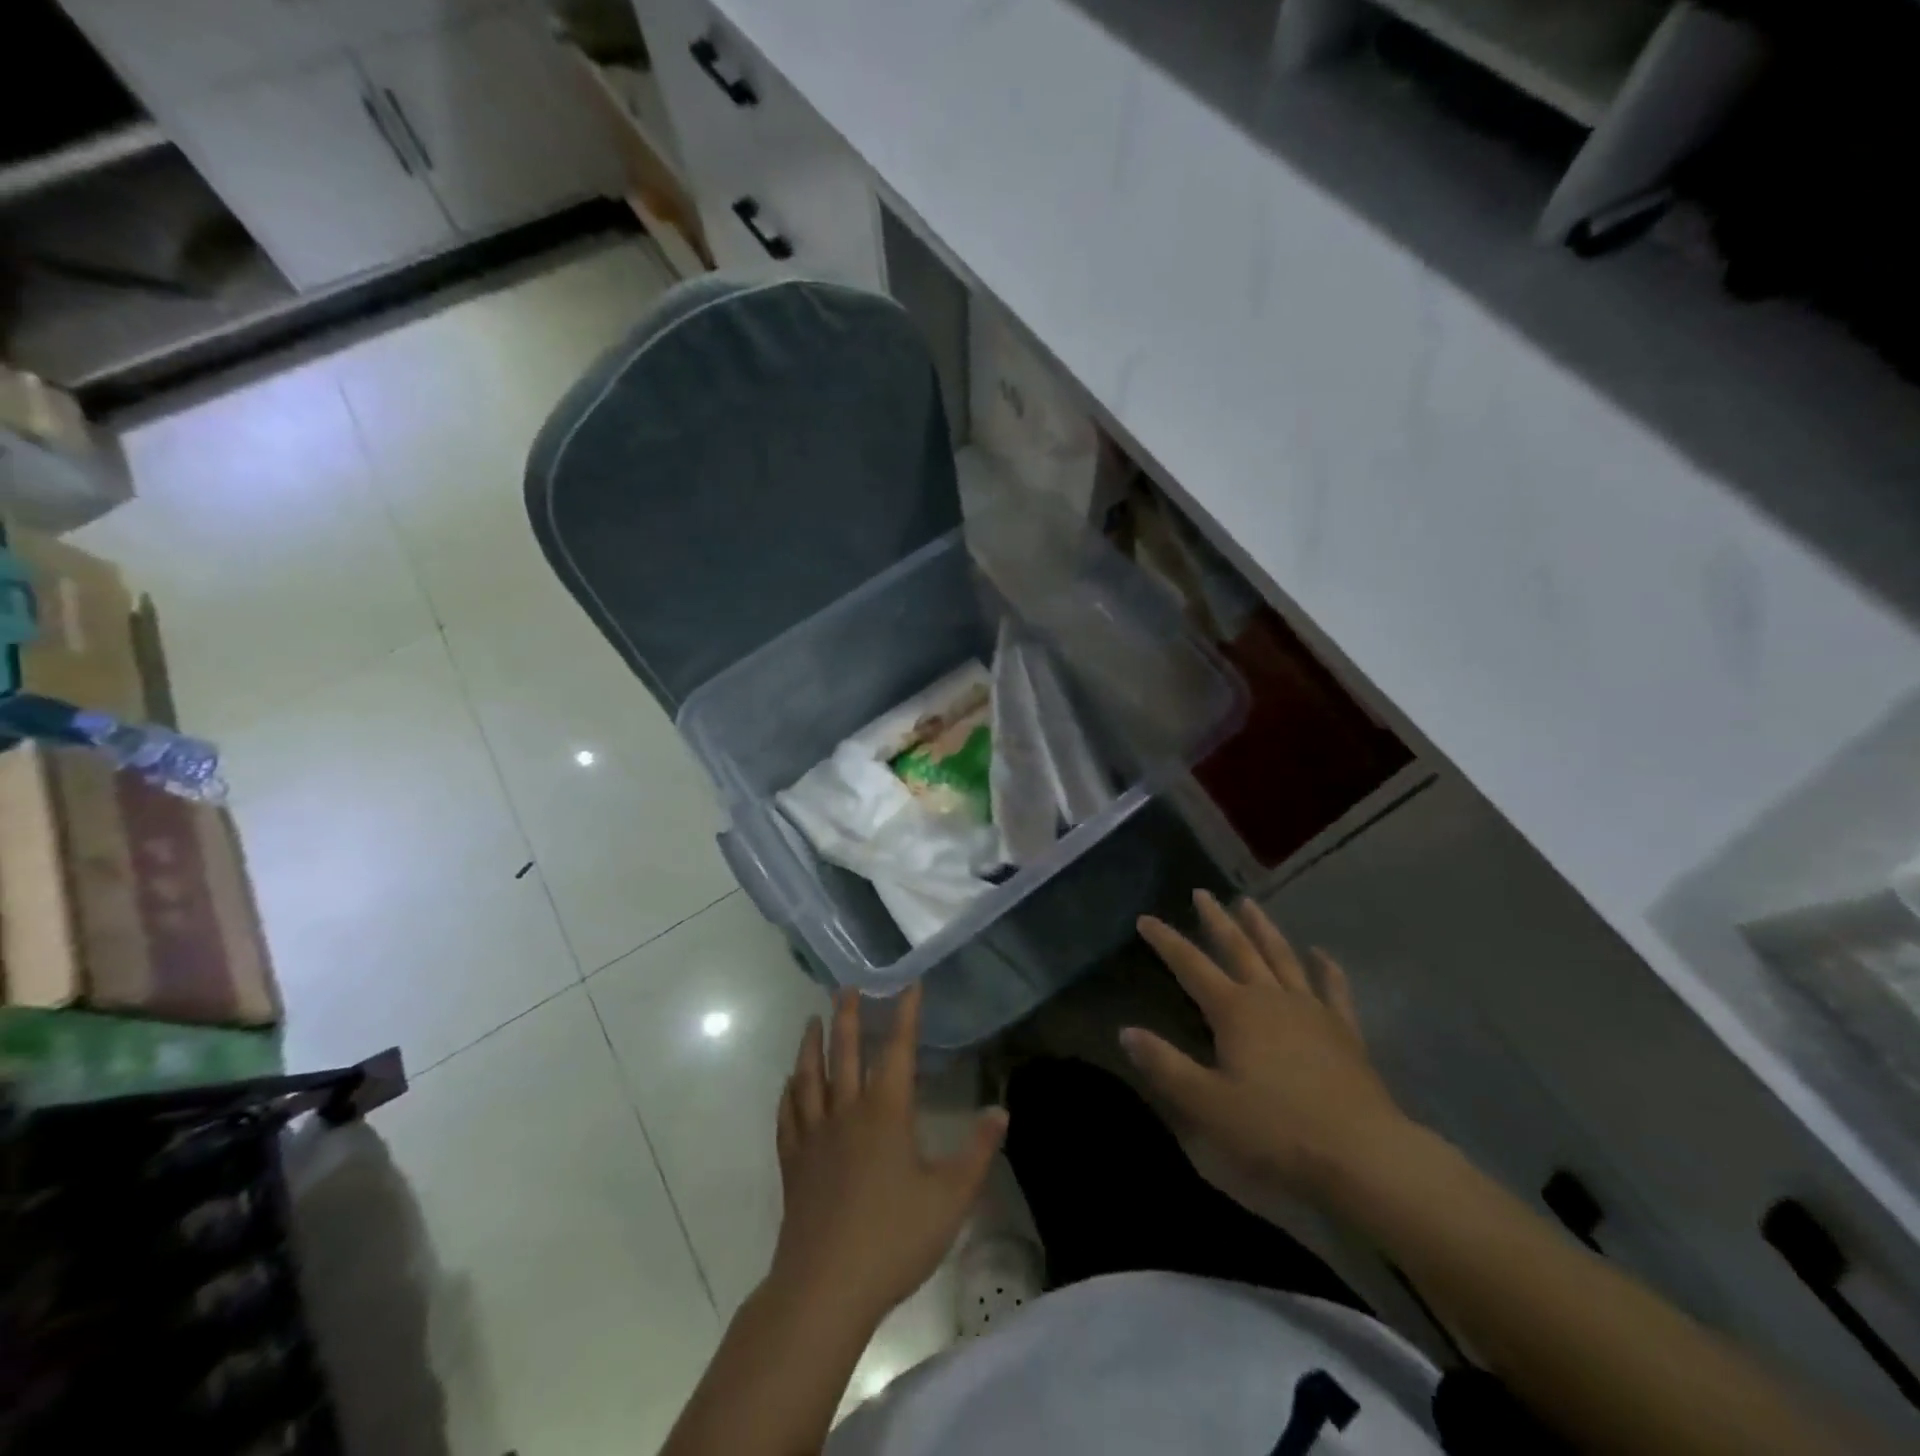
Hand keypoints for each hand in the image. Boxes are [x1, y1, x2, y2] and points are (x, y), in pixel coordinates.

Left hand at [771, 982, 1006, 1324]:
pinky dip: (788, 1093)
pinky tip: (788, 1085)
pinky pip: (788, 1116)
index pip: (898, 1050)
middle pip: (845, 1052)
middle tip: (846, 986)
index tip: (909, 984)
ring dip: (811, 1045)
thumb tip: (1001, 1111)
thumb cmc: (894, 1238)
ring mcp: (815, 1136)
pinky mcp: (793, 1163)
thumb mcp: (951, 1197)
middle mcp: (847, 1111)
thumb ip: (977, 1151)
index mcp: (886, 1112)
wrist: (825, 1287)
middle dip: (848, 1016)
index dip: (906, 1014)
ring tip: (812, 1021)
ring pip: (809, 1076)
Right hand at [1123, 890, 1410, 1203]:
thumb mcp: (1207, 1104)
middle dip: (1216, 920)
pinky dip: (1326, 968)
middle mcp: (1270, 998)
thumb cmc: (1276, 1130)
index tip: (1145, 918)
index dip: (1166, 941)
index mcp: (1234, 1011)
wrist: (1363, 1154)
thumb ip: (1165, 1065)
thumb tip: (1125, 1032)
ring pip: (1282, 957)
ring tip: (1249, 904)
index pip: (1190, 966)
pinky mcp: (1344, 1031)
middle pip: (1238, 948)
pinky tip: (1321, 953)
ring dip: (1263, 929)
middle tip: (1202, 892)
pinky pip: (1333, 989)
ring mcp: (1311, 1010)